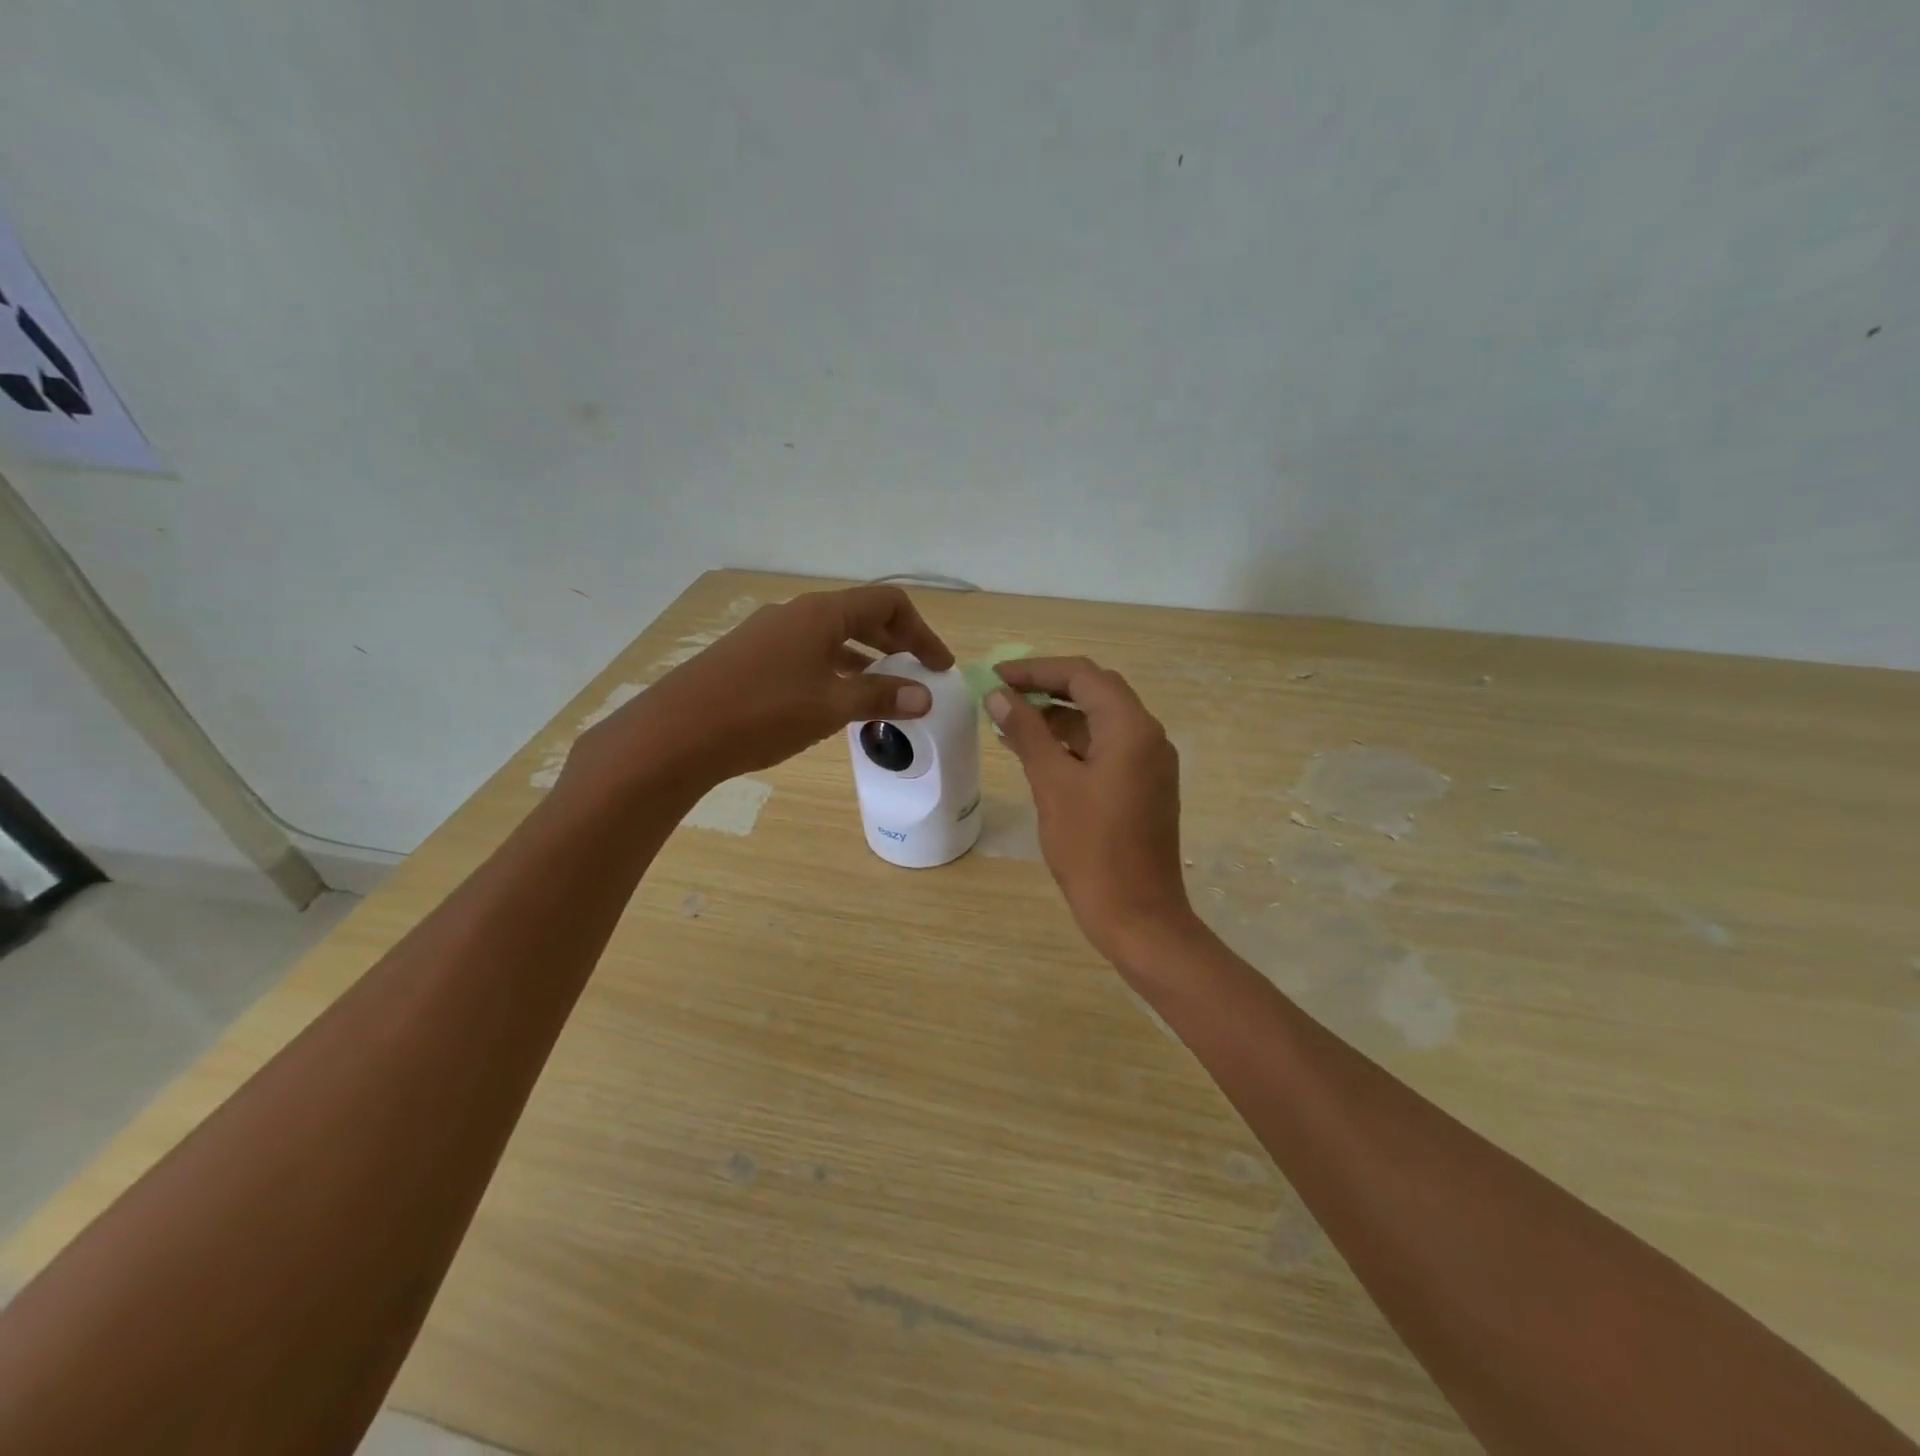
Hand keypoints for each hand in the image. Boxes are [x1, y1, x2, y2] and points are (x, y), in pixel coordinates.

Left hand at [564, 586, 953, 797]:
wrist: (677, 732)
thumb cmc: (763, 712)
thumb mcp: (831, 706)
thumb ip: (880, 697)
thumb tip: (924, 695)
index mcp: (822, 613)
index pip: (887, 603)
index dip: (921, 632)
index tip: (938, 666)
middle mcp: (796, 613)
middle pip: (860, 615)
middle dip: (896, 642)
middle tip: (919, 674)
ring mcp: (768, 633)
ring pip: (831, 636)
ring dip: (864, 657)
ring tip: (884, 689)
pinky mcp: (749, 657)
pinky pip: (806, 652)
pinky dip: (834, 668)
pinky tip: (835, 699)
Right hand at [986, 658, 1198, 966]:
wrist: (1138, 916)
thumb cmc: (1092, 849)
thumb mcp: (1052, 785)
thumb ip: (1027, 733)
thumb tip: (998, 695)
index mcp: (1131, 728)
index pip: (1082, 676)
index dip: (1036, 669)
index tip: (995, 676)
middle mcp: (1148, 737)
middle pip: (1095, 692)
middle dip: (1047, 687)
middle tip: (1002, 692)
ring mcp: (1149, 764)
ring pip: (1100, 722)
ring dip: (1058, 716)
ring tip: (1009, 721)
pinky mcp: (1142, 787)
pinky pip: (1106, 749)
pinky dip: (1072, 744)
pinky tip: (1037, 753)